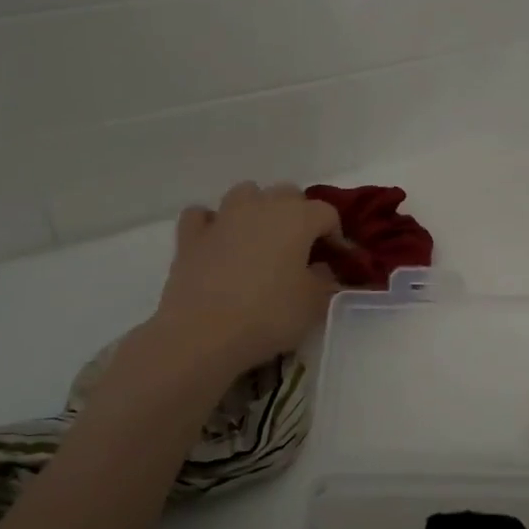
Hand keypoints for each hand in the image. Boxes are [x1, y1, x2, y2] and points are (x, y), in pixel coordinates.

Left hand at [151, 182, 343, 373]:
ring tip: (261, 239)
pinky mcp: (190, 236)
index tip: (338, 261)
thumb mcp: (314, 304)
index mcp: (297, 218)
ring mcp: (222, 217)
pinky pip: (203, 215)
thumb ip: (325, 280)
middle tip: (302, 249)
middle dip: (299, 215)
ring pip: (246, 194)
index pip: (327, 213)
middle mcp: (261, 206)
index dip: (336, 235)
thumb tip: (320, 269)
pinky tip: (218, 242)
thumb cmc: (268, 316)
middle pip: (288, 194)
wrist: (202, 334)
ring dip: (258, 209)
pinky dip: (212, 223)